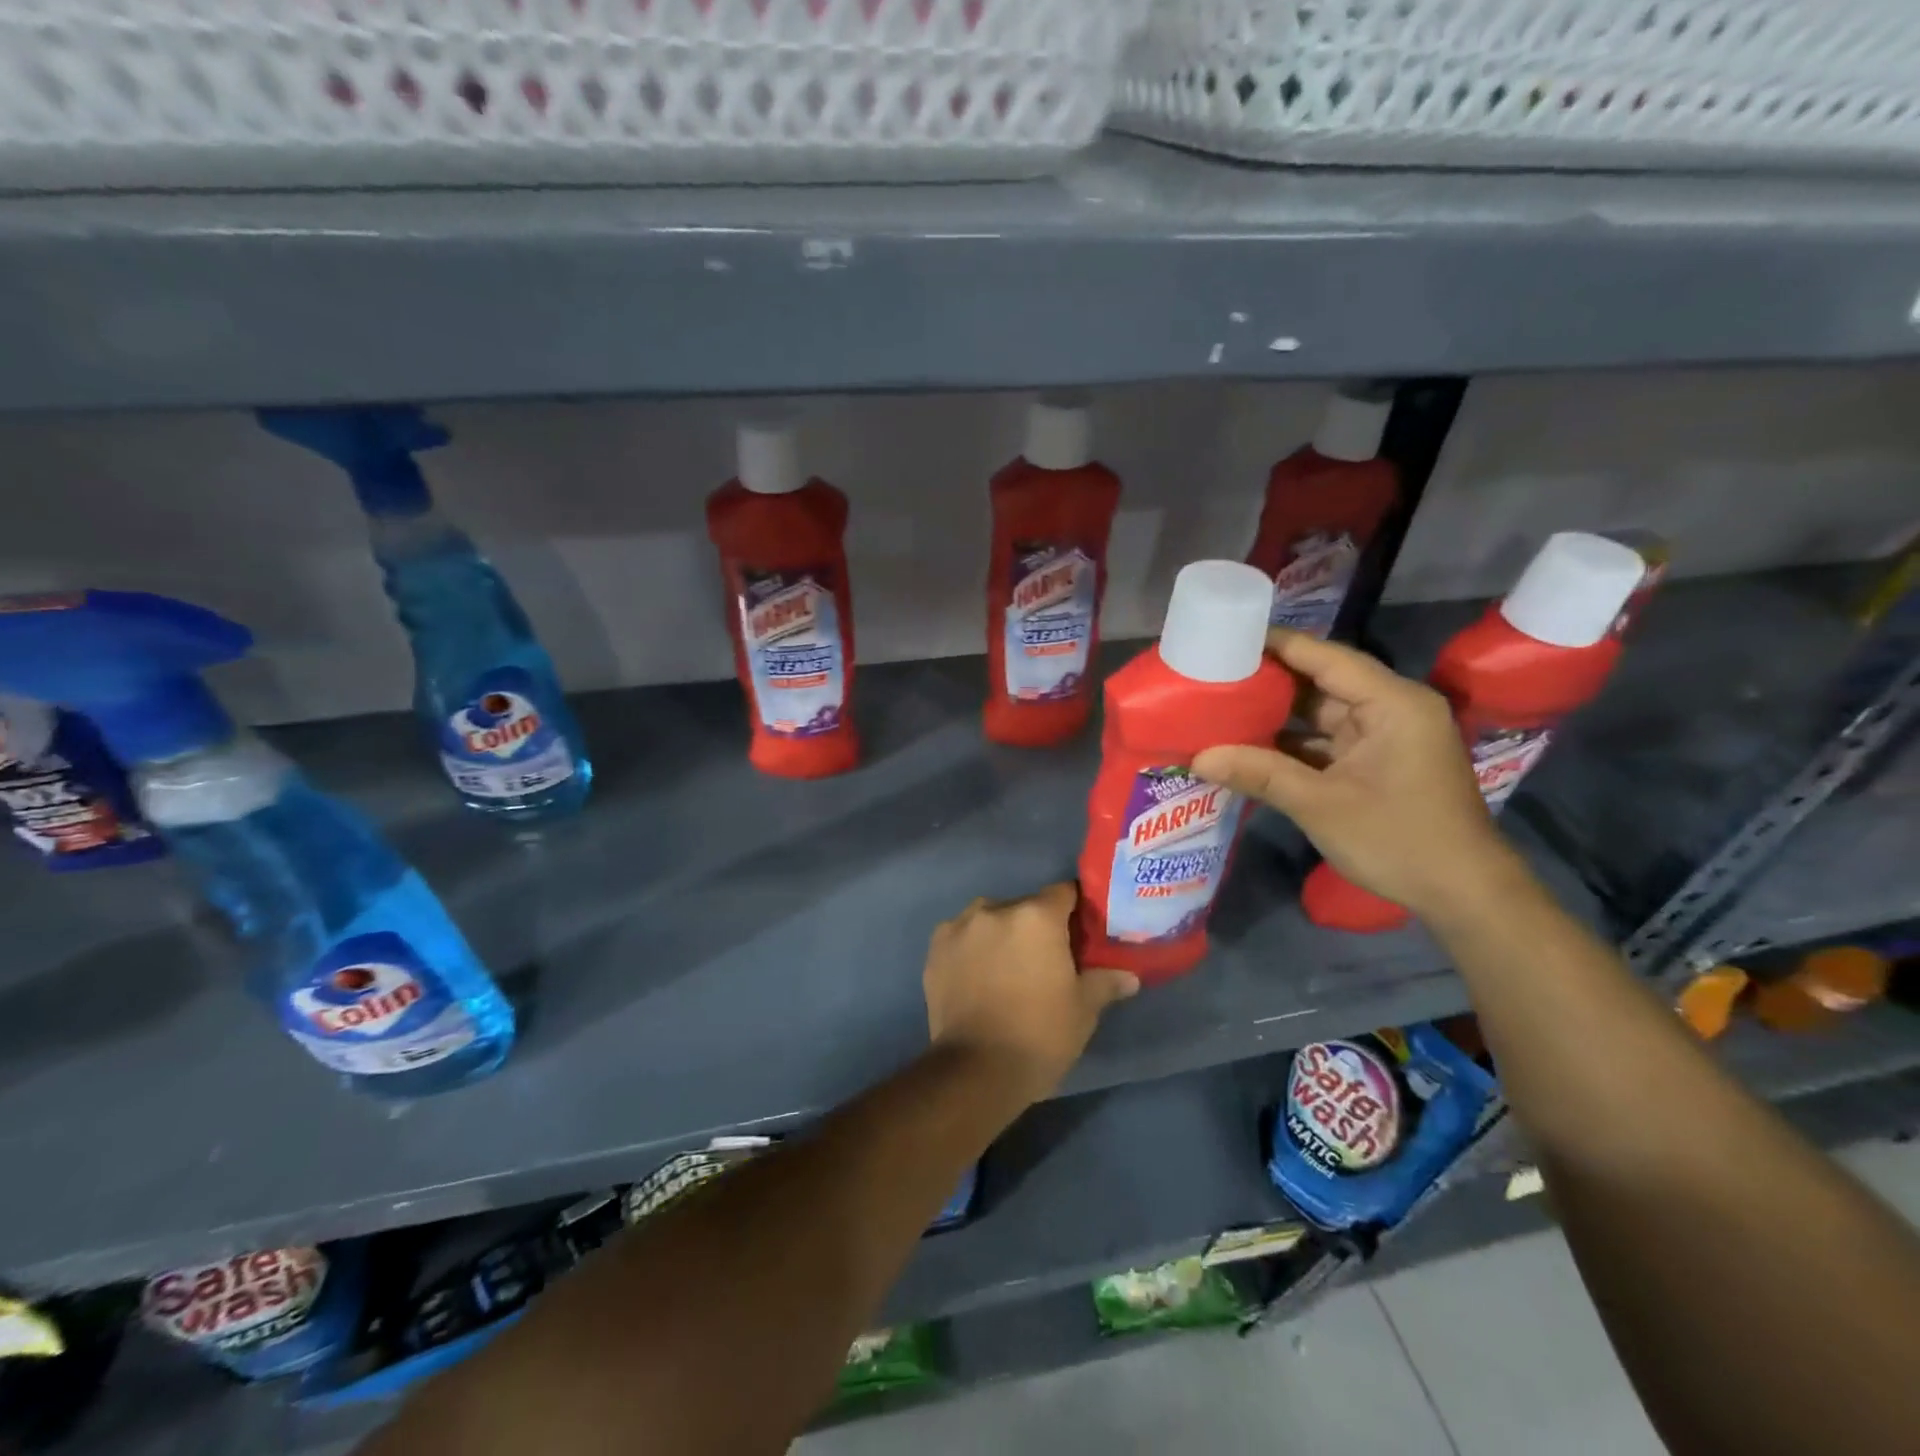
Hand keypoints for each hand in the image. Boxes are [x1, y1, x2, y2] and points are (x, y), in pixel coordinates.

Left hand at [924, 883, 1138, 1104]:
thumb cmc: (1040, 1034)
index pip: (1063, 893)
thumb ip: (1105, 982)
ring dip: (1001, 934)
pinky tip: (978, 976)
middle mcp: (995, 909)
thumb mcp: (1083, 1010)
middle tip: (1045, 959)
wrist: (975, 1070)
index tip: (1079, 933)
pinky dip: (972, 948)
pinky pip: (962, 936)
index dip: (1074, 910)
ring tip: (1007, 969)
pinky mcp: (935, 948)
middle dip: (1036, 926)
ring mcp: (960, 926)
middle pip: (1024, 906)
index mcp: (1036, 916)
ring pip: (990, 919)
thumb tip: (1129, 976)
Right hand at [1192, 629, 1519, 921]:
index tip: (1228, 638)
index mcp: (1392, 703)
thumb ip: (1260, 774)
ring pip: (1322, 712)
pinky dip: (1293, 743)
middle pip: (1322, 681)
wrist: (1463, 893)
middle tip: (1214, 674)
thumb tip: (1198, 758)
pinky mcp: (1378, 762)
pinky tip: (1250, 746)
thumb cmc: (1399, 839)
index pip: (1326, 657)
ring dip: (1278, 715)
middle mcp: (1392, 709)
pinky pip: (1327, 740)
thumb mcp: (1321, 805)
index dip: (1277, 644)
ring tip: (1222, 706)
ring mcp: (1386, 736)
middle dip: (1270, 680)